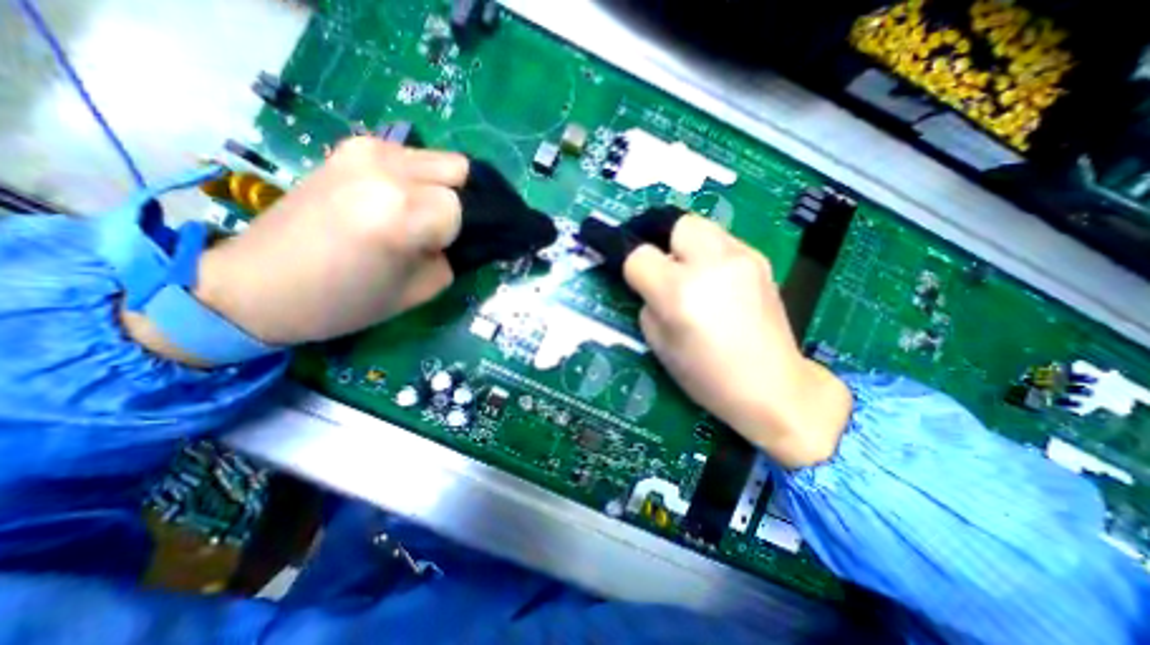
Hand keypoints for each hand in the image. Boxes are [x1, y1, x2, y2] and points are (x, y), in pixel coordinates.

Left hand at [123, 136, 468, 363]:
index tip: (465, 250)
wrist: (258, 285)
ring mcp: (366, 150)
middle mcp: (386, 169)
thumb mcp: (421, 290)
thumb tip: (470, 239)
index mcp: (402, 212)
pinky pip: (413, 158)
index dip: (472, 232)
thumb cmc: (345, 302)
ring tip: (429, 217)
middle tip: (456, 231)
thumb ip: (455, 258)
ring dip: (448, 189)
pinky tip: (405, 203)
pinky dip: (424, 180)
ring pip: (441, 160)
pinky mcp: (351, 147)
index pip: (466, 210)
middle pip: (462, 171)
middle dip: (469, 202)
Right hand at [620, 218, 852, 468]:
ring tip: (690, 273)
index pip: (638, 255)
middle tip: (663, 266)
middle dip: (660, 240)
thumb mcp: (659, 344)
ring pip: (700, 226)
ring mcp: (742, 257)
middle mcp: (711, 265)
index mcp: (679, 292)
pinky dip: (709, 253)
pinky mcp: (761, 259)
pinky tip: (717, 281)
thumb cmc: (707, 375)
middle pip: (674, 223)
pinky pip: (722, 241)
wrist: (772, 385)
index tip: (632, 276)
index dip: (630, 265)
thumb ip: (647, 303)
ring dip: (685, 245)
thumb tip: (649, 282)